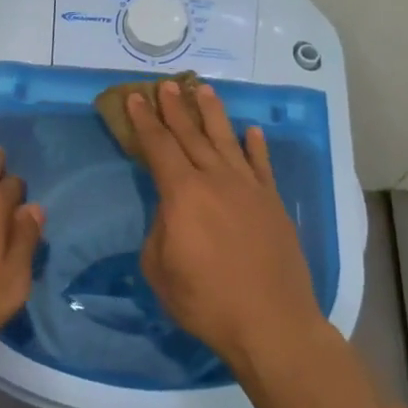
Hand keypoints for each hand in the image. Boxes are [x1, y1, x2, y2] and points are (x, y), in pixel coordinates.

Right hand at [127, 80, 324, 368]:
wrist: (270, 322)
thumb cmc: (205, 300)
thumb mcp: (160, 269)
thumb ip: (160, 230)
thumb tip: (172, 213)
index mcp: (183, 194)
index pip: (158, 147)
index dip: (144, 121)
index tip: (134, 98)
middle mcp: (216, 180)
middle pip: (191, 135)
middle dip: (175, 108)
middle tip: (166, 84)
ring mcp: (249, 189)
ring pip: (227, 140)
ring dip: (213, 114)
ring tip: (203, 90)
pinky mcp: (273, 204)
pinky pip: (262, 166)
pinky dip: (256, 146)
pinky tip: (251, 132)